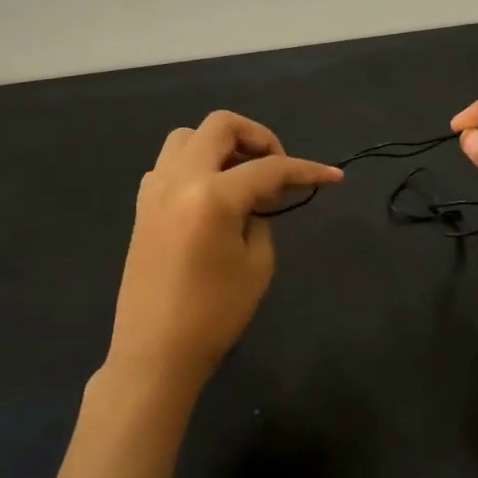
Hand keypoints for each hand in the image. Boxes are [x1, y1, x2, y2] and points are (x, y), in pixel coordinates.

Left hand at [106, 111, 341, 391]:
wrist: (156, 352)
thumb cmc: (215, 315)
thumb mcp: (257, 264)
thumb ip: (261, 217)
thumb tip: (257, 198)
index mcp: (212, 196)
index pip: (268, 168)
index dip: (306, 170)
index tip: (334, 176)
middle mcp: (179, 180)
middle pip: (220, 125)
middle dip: (259, 137)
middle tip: (278, 168)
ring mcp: (155, 190)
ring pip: (188, 137)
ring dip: (222, 145)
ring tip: (244, 177)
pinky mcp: (143, 206)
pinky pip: (170, 164)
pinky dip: (197, 165)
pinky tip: (214, 195)